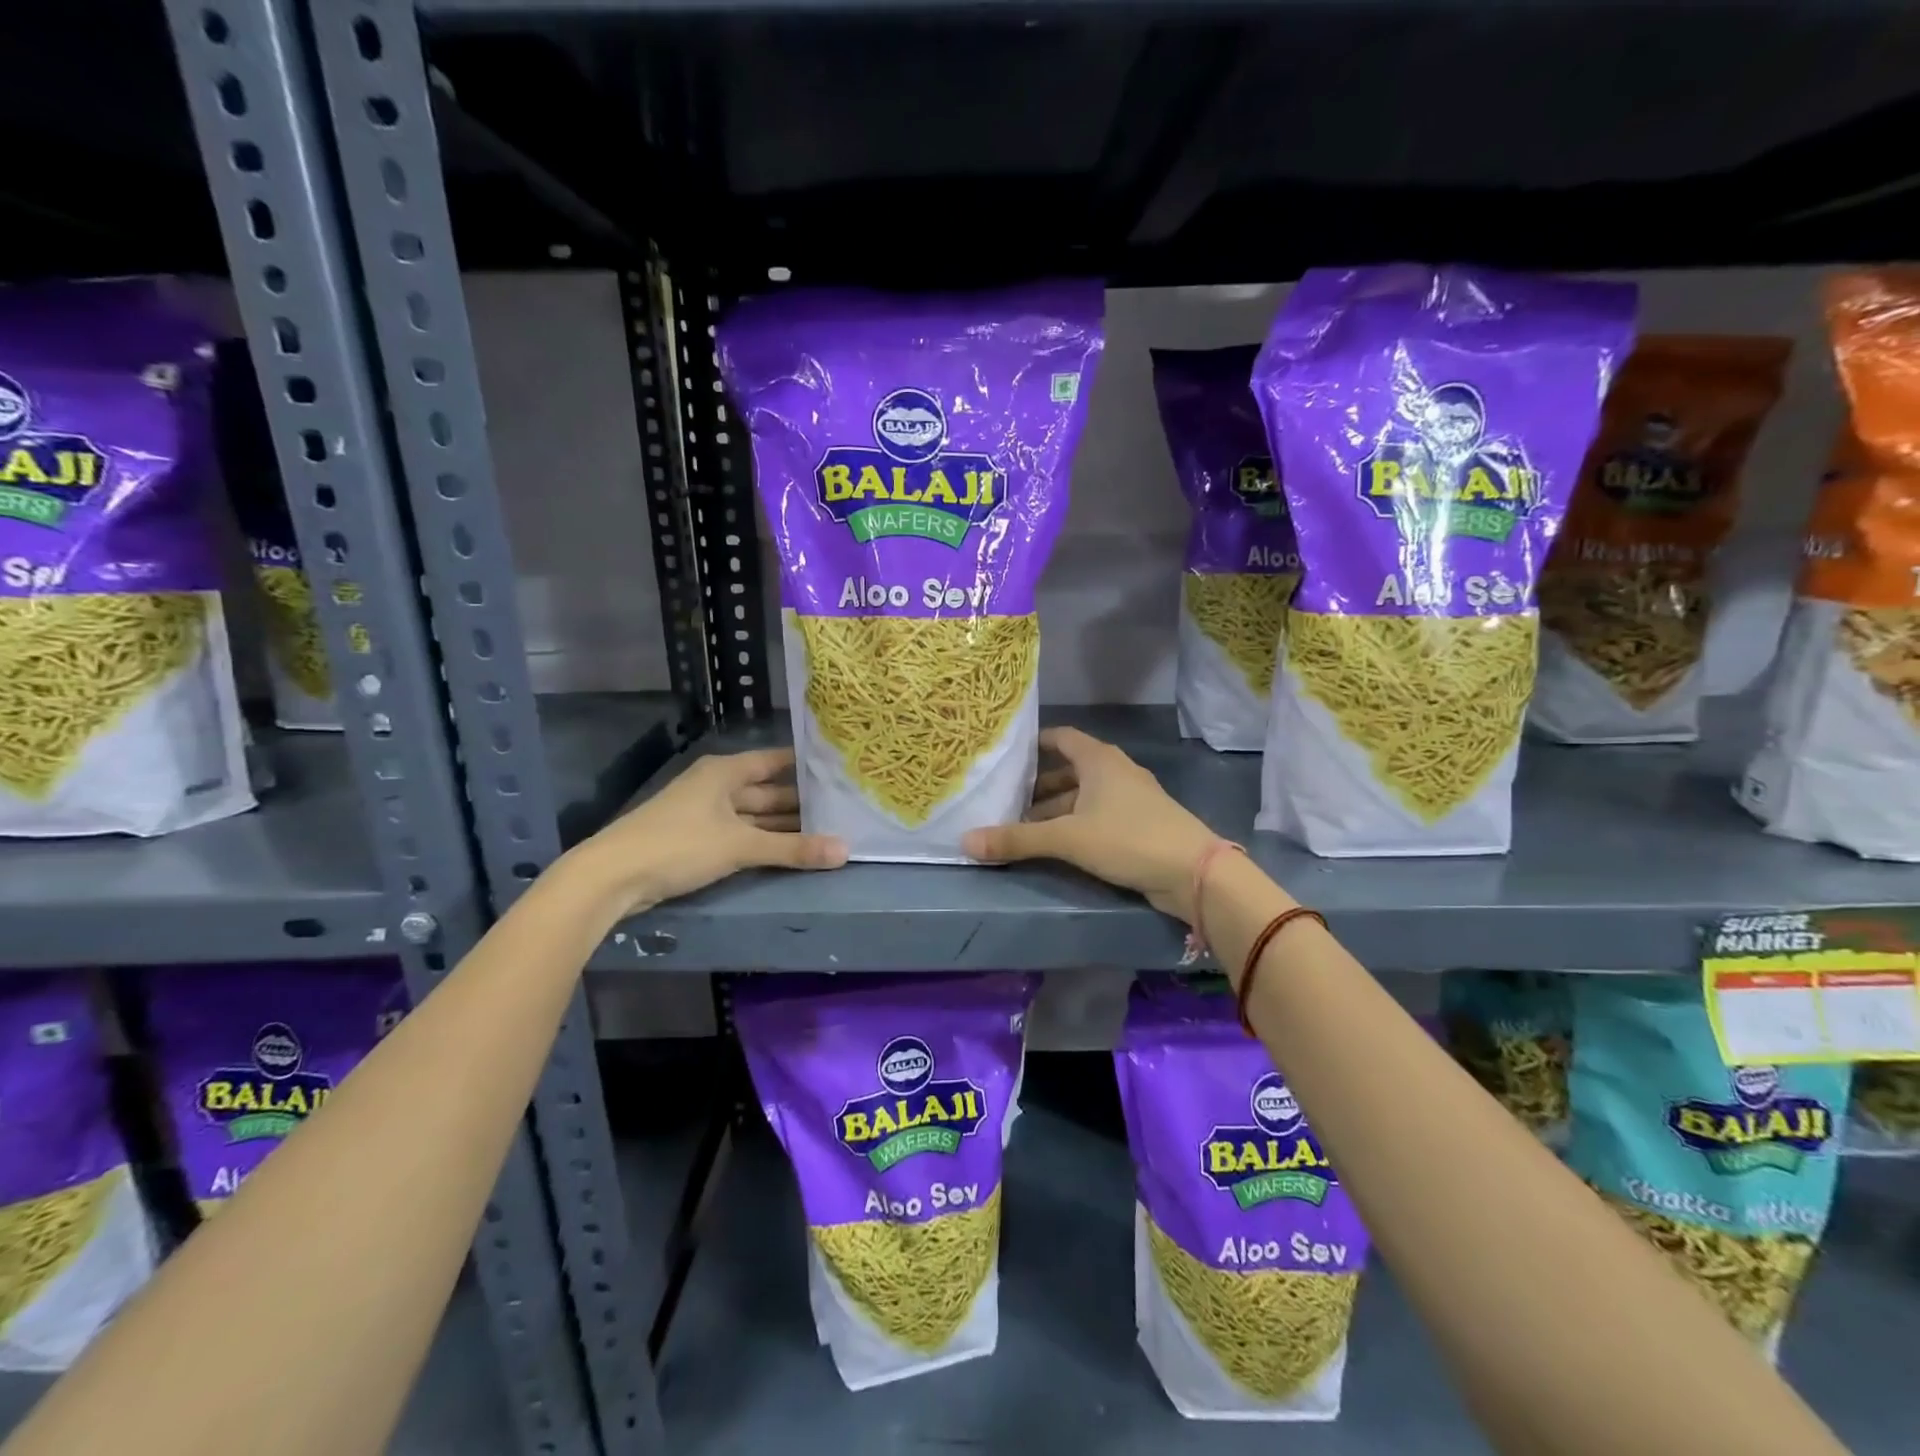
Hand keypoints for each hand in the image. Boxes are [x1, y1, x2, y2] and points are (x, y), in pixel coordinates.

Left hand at [570, 748, 846, 915]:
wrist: (613, 877)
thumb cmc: (679, 845)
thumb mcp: (740, 846)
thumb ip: (793, 849)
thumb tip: (845, 850)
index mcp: (725, 772)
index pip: (774, 761)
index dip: (804, 765)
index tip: (839, 770)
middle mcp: (716, 786)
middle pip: (766, 791)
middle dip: (800, 802)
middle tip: (842, 808)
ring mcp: (705, 814)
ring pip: (754, 816)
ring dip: (783, 826)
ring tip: (825, 831)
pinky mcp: (696, 840)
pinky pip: (740, 834)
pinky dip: (763, 841)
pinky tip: (788, 850)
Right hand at [962, 727, 1220, 921]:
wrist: (1193, 872)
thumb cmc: (1128, 838)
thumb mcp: (1067, 838)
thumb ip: (1017, 839)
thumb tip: (966, 841)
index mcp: (1099, 760)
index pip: (1061, 738)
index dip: (1034, 743)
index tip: (1006, 754)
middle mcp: (1114, 771)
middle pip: (1068, 770)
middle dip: (1037, 786)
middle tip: (1003, 799)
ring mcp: (1129, 799)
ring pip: (1082, 797)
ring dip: (1054, 810)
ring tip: (1021, 826)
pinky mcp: (1138, 825)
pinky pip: (1096, 816)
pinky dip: (1073, 824)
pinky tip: (1055, 844)